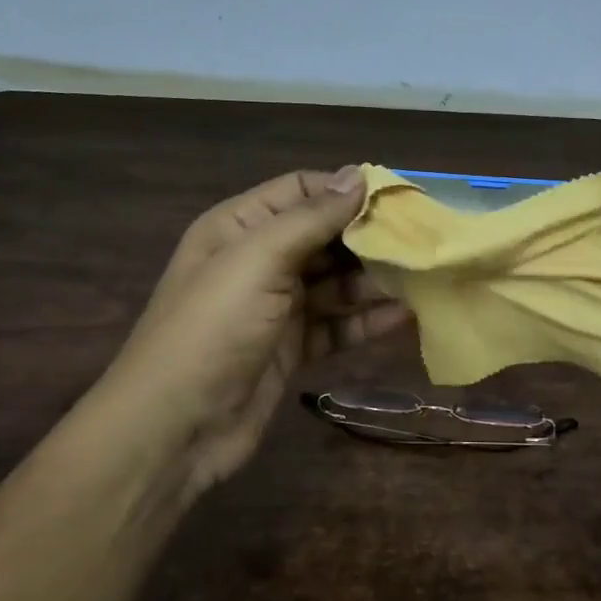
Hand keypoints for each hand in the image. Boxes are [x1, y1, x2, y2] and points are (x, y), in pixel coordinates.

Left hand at [110, 166, 410, 492]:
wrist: (176, 425)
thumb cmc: (213, 329)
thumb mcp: (258, 260)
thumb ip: (310, 218)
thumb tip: (359, 175)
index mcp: (240, 227)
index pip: (302, 191)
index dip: (348, 191)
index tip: (401, 199)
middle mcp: (259, 261)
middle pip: (325, 238)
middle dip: (370, 238)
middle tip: (424, 241)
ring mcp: (275, 308)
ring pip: (335, 284)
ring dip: (375, 282)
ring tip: (424, 278)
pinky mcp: (291, 349)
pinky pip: (336, 326)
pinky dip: (366, 322)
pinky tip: (406, 317)